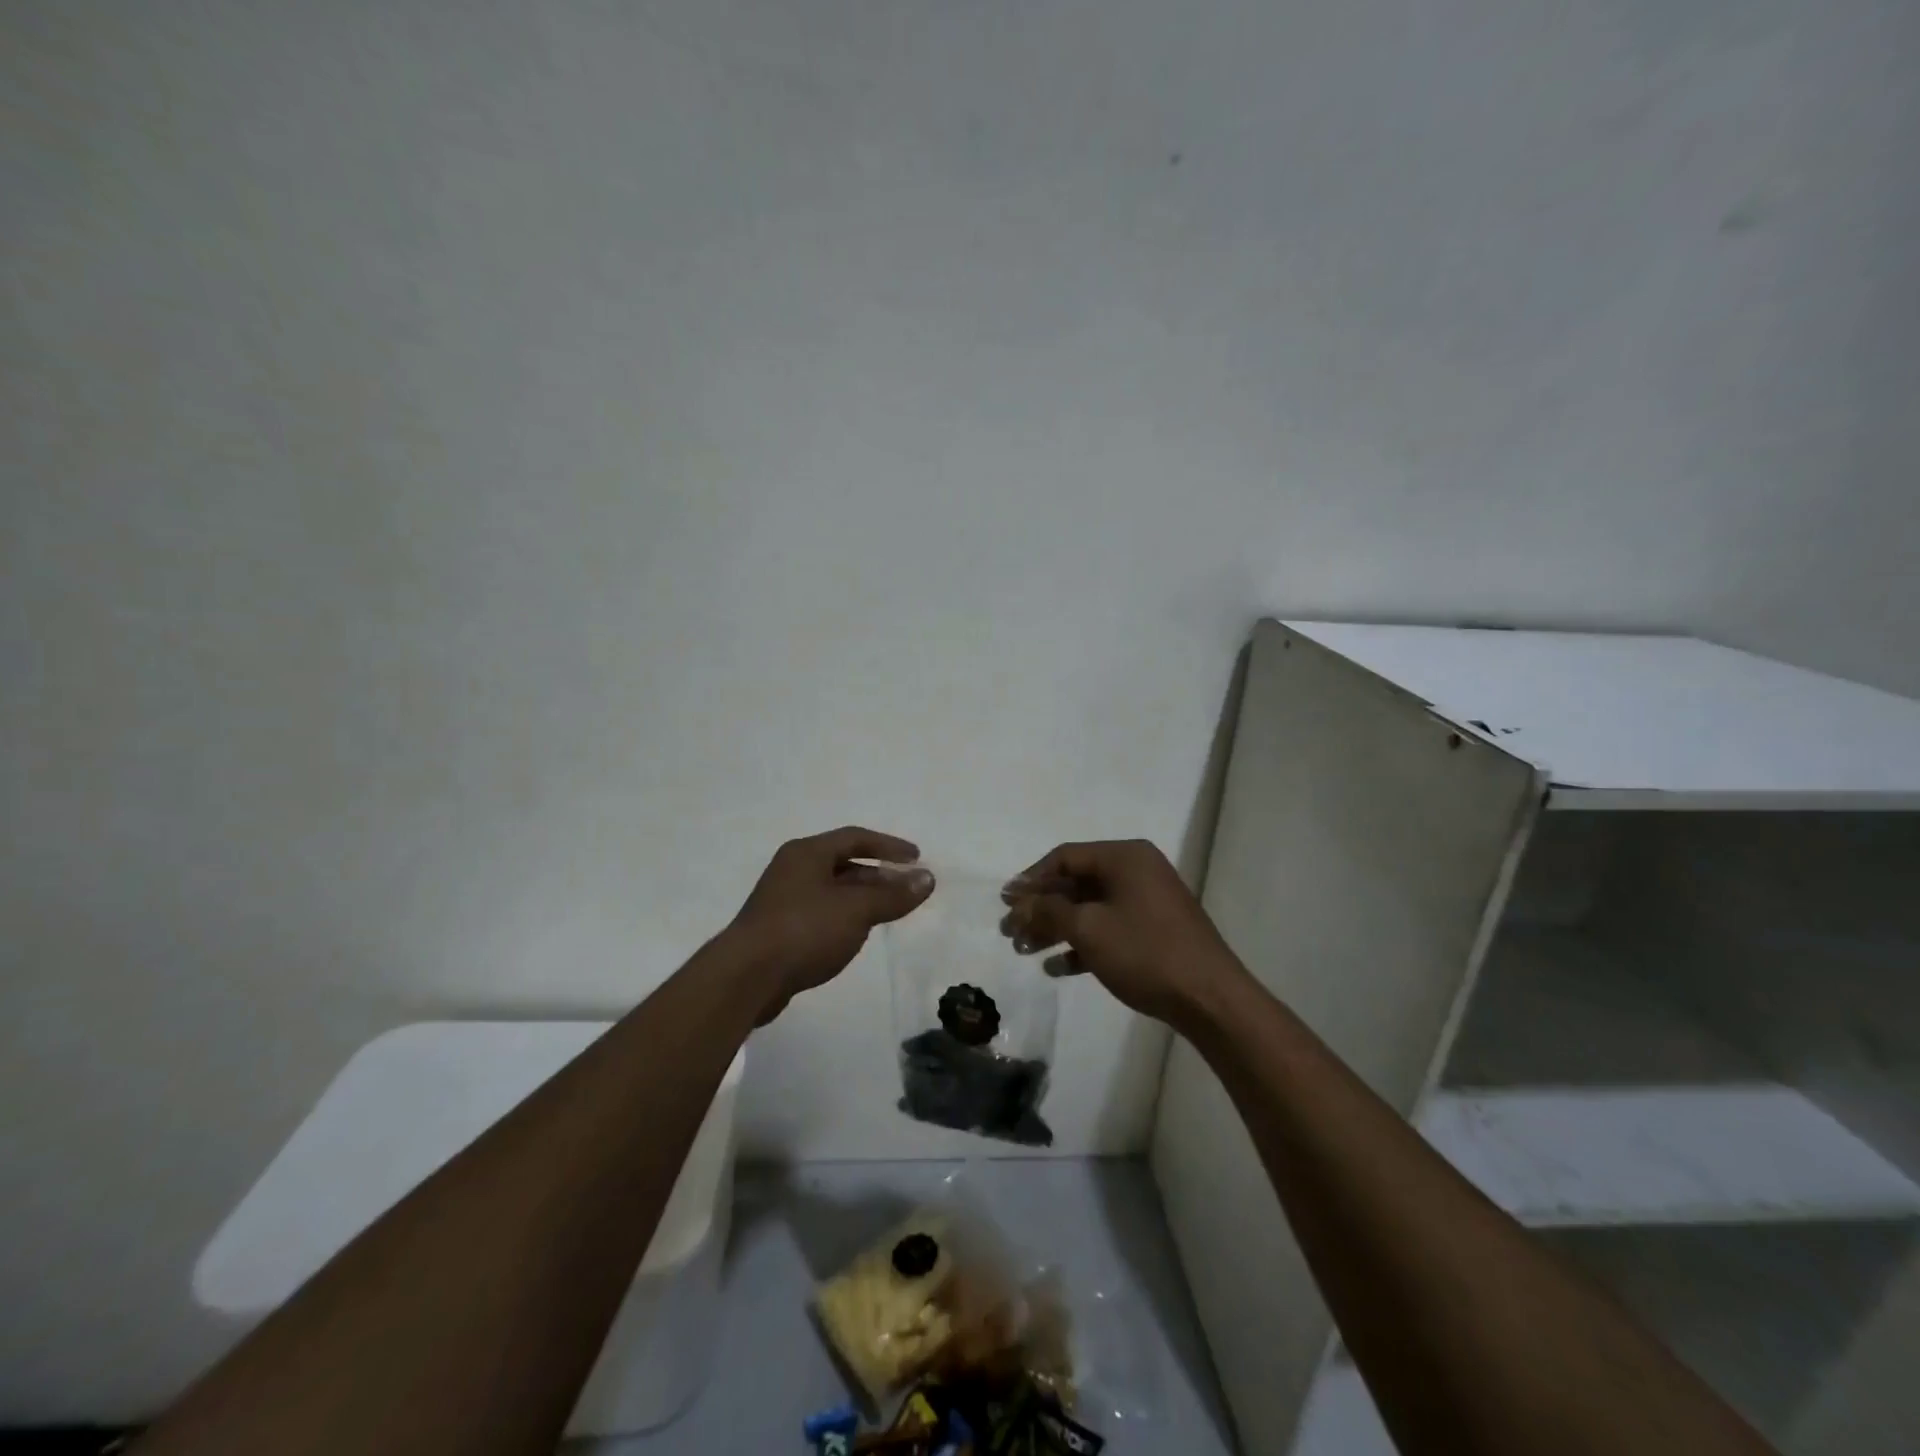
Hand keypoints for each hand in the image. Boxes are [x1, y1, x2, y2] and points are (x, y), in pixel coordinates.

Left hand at [728, 826, 933, 1022]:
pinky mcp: (778, 930)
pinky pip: (820, 914)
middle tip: (906, 890)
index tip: (916, 859)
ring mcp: (782, 900)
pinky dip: (844, 918)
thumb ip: (893, 894)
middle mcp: (792, 869)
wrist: (746, 978)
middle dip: (878, 875)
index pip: (855, 838)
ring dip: (862, 898)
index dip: (889, 846)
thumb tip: (927, 879)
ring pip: (832, 891)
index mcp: (807, 853)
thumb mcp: (856, 910)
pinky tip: (856, 936)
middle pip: (843, 863)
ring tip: (888, 913)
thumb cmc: (804, 930)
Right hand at [1000, 839, 1245, 1028]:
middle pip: (1076, 883)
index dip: (1031, 879)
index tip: (1005, 902)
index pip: (1065, 857)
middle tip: (1010, 931)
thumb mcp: (1088, 928)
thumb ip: (1049, 910)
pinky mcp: (1154, 931)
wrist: (1210, 998)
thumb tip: (1020, 901)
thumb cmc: (1145, 951)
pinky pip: (1109, 929)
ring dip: (1056, 928)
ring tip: (1024, 950)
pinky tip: (1057, 968)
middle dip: (1040, 908)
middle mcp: (1137, 871)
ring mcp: (1147, 902)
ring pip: (1090, 909)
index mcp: (1125, 857)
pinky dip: (1082, 944)